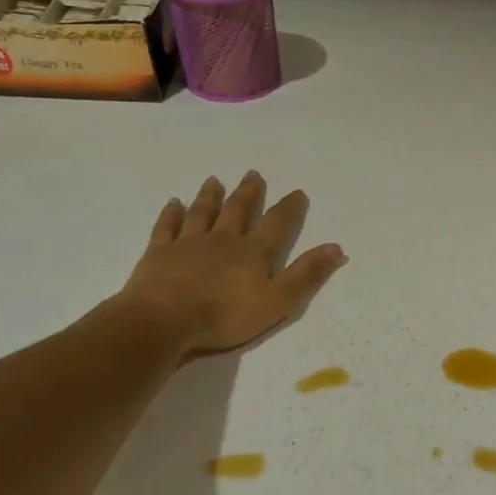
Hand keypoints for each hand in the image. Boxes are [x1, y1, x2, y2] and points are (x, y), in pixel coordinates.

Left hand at [116, 171, 345, 359]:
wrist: (164, 319)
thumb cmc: (225, 315)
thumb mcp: (278, 301)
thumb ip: (307, 274)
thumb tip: (336, 248)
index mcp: (253, 253)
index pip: (276, 225)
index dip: (289, 209)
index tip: (297, 192)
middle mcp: (223, 240)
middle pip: (238, 211)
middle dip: (248, 193)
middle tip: (253, 174)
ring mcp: (188, 244)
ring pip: (203, 213)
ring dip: (210, 196)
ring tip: (214, 180)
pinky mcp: (159, 253)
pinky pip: (167, 227)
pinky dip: (171, 214)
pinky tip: (174, 203)